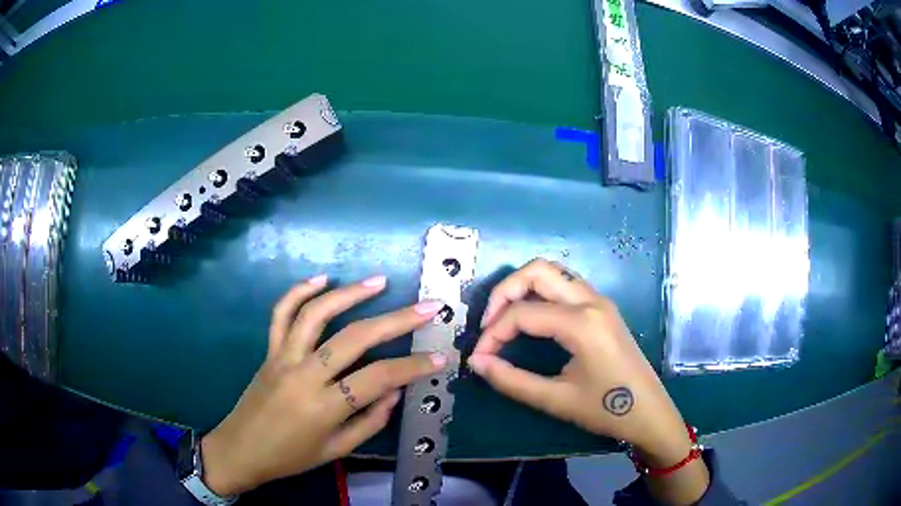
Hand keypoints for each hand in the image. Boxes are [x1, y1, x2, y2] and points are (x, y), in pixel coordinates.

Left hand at [200, 274, 447, 496]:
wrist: (241, 449)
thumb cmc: (290, 457)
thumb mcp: (336, 450)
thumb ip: (370, 421)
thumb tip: (395, 391)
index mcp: (323, 407)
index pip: (378, 378)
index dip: (413, 367)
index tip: (440, 357)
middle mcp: (304, 375)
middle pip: (355, 338)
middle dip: (397, 320)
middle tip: (428, 307)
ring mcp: (283, 357)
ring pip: (317, 314)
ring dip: (350, 293)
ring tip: (379, 282)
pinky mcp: (269, 350)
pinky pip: (281, 314)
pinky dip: (299, 291)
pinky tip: (321, 278)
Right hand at [469, 259, 708, 503]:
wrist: (650, 413)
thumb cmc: (607, 410)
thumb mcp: (555, 400)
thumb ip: (511, 380)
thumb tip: (476, 362)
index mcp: (581, 323)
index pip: (522, 314)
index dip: (492, 334)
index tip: (479, 358)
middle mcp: (591, 301)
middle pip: (537, 271)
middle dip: (504, 292)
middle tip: (489, 324)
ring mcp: (600, 301)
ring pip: (553, 272)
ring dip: (523, 287)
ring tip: (505, 319)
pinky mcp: (603, 308)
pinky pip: (566, 285)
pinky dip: (541, 292)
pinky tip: (532, 318)